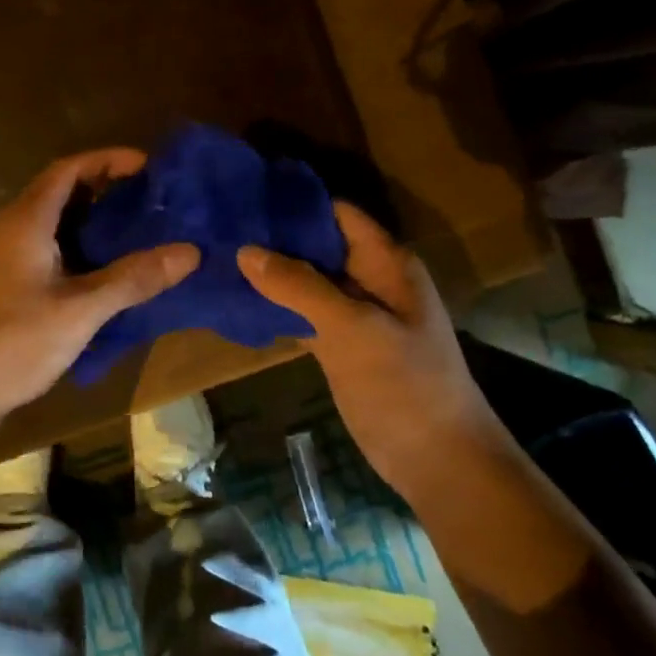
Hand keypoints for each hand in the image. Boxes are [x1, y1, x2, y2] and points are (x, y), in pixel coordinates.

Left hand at [0, 148, 198, 424]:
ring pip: (47, 224)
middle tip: (147, 203)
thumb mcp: (80, 311)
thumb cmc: (11, 343)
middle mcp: (5, 229)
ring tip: (131, 235)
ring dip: (86, 222)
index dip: (107, 160)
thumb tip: (189, 252)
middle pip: (57, 192)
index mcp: (24, 221)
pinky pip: (38, 250)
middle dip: (102, 191)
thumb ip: (133, 279)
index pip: (68, 169)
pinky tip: (95, 276)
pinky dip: (70, 250)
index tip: (147, 167)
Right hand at [237, 204, 490, 498]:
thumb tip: (245, 250)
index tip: (245, 195)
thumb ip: (300, 287)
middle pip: (317, 244)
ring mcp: (354, 313)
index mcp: (386, 262)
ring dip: (270, 271)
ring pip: (306, 279)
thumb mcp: (353, 329)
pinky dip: (275, 305)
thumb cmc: (404, 385)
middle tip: (219, 225)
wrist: (437, 460)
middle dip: (273, 236)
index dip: (294, 202)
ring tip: (218, 254)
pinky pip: (303, 312)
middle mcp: (370, 278)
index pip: (336, 214)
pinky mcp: (340, 343)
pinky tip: (236, 298)